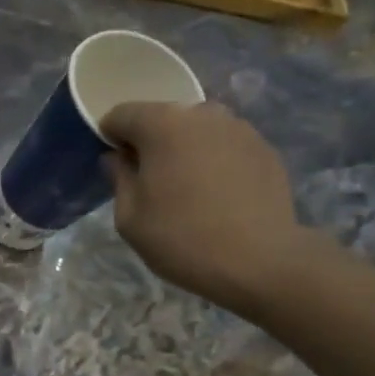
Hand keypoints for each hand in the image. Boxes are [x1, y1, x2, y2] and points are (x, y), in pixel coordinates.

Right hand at [101, 101, 328, 317]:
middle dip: (149, 140)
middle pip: (163, 116)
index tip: (113, 163)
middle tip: (147, 178)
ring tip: (185, 185)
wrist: (259, 261)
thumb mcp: (129, 217)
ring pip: (197, 128)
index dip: (110, 135)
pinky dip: (213, 159)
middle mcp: (202, 114)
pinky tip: (215, 193)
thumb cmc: (181, 239)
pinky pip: (225, 145)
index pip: (122, 114)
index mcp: (162, 126)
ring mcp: (239, 128)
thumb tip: (116, 158)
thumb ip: (119, 178)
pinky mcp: (264, 148)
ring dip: (183, 148)